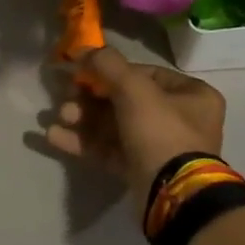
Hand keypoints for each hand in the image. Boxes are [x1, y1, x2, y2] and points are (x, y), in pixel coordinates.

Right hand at [46, 46, 226, 199]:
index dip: (109, 71)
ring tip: (58, 118)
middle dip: (89, 99)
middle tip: (65, 99)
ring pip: (113, 126)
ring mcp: (157, 147)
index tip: (81, 73)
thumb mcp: (135, 90)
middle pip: (124, 100)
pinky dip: (83, 142)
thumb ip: (107, 65)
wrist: (173, 195)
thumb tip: (83, 48)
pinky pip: (108, 150)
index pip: (144, 74)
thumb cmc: (161, 133)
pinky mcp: (138, 170)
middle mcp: (178, 119)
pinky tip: (54, 137)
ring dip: (82, 120)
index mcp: (190, 95)